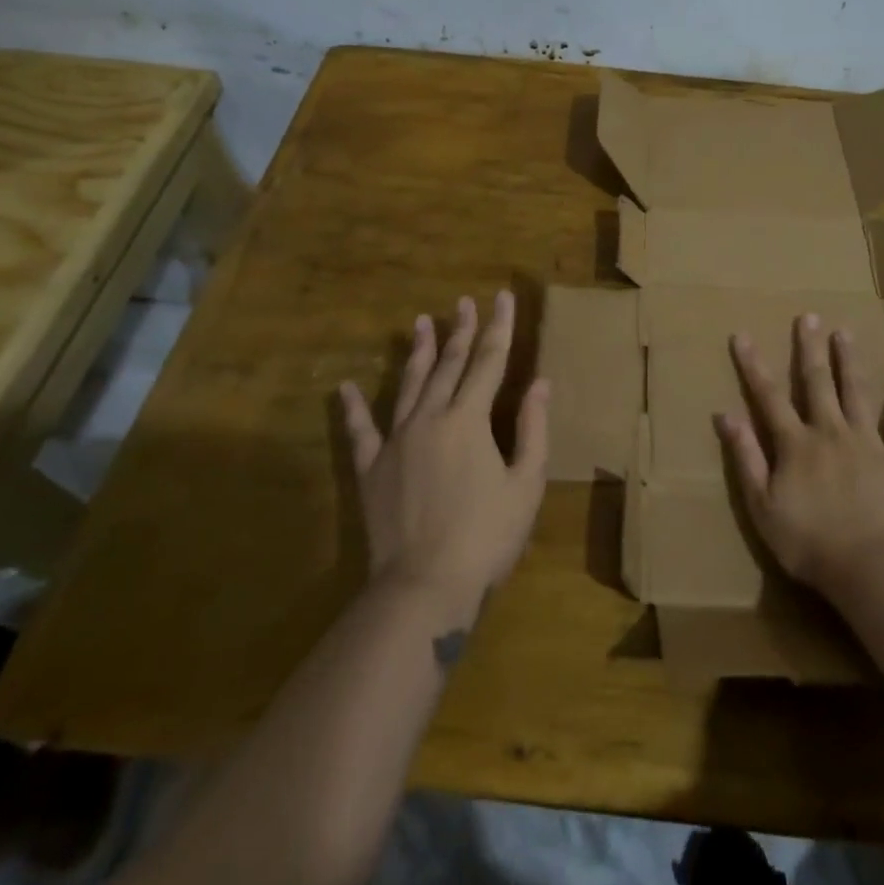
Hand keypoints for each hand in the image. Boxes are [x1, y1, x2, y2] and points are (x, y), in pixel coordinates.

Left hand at [339, 291, 548, 621]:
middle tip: (464, 302)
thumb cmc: (485, 537)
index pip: (489, 361)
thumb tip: (540, 382)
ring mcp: (396, 440)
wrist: (423, 587)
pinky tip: (344, 387)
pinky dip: (352, 408)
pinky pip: (360, 430)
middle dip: (460, 330)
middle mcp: (430, 417)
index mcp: (469, 419)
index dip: (499, 327)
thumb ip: (533, 429)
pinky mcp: (371, 468)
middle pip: (449, 364)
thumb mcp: (525, 485)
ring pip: (408, 384)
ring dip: (418, 353)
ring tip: (421, 323)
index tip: (502, 296)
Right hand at [715, 313, 883, 600]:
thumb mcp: (762, 505)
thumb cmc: (808, 543)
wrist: (870, 569)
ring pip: (857, 393)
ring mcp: (868, 443)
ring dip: (850, 362)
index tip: (743, 335)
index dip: (753, 365)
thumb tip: (724, 415)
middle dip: (809, 348)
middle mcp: (830, 432)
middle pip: (817, 383)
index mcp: (795, 444)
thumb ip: (745, 457)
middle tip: (808, 316)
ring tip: (845, 332)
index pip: (768, 396)